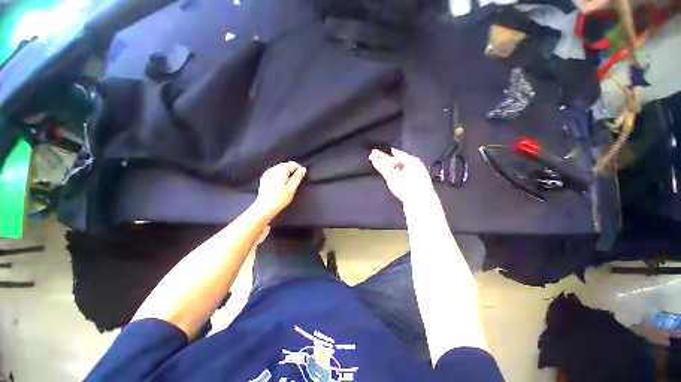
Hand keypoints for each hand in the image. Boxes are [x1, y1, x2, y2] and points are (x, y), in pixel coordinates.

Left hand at [254, 161, 306, 218]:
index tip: (301, 174)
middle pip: (285, 165)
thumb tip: (303, 169)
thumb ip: (298, 177)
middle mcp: (273, 170)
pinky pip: (274, 172)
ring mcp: (267, 173)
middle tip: (296, 180)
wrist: (265, 207)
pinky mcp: (264, 177)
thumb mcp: (292, 188)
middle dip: (292, 170)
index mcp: (280, 171)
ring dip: (286, 172)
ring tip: (289, 183)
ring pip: (280, 167)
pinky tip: (281, 183)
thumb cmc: (279, 199)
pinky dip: (279, 175)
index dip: (299, 168)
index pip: (292, 164)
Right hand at [369, 148, 435, 204]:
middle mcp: (402, 170)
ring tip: (371, 155)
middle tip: (374, 151)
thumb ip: (402, 155)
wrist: (415, 193)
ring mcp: (395, 175)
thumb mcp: (413, 161)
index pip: (399, 158)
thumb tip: (393, 150)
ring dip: (378, 160)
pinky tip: (373, 161)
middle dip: (382, 156)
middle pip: (390, 161)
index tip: (387, 150)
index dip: (394, 154)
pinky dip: (378, 166)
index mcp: (410, 165)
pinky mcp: (390, 180)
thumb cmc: (418, 177)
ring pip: (385, 166)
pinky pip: (383, 171)